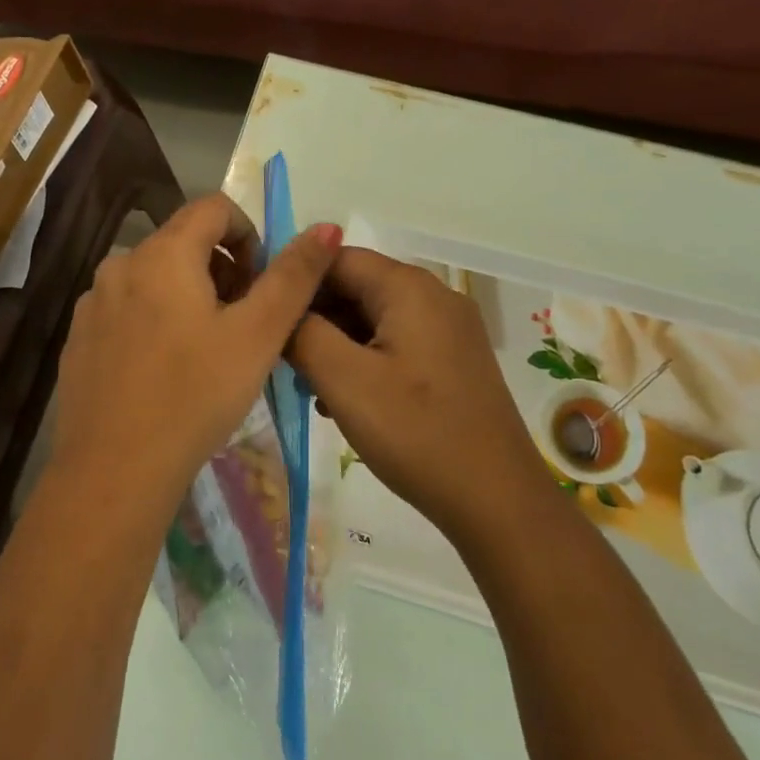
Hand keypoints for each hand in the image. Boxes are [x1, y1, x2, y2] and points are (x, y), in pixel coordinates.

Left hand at [51, 193, 341, 512]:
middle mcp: (120, 264)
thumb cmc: (195, 397)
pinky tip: (166, 372)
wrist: (114, 470)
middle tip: (243, 325)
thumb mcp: (257, 335)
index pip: (214, 208)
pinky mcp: (78, 338)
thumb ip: (294, 276)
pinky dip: (155, 322)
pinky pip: (127, 310)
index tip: (263, 285)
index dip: (250, 236)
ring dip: (189, 297)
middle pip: (183, 242)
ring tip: (207, 352)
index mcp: (163, 253)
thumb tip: (326, 225)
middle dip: (223, 271)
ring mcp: (92, 302)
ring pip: (154, 278)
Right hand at [289, 248, 550, 540]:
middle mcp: (434, 296)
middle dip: (314, 317)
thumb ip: (302, 333)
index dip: (295, 281)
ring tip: (308, 386)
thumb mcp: (344, 380)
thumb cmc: (416, 432)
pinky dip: (363, 362)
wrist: (497, 500)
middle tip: (280, 357)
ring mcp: (448, 331)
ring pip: (373, 319)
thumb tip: (281, 308)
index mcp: (409, 288)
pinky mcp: (452, 362)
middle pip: (356, 287)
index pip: (336, 258)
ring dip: (334, 344)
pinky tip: (343, 401)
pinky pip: (395, 344)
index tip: (263, 315)